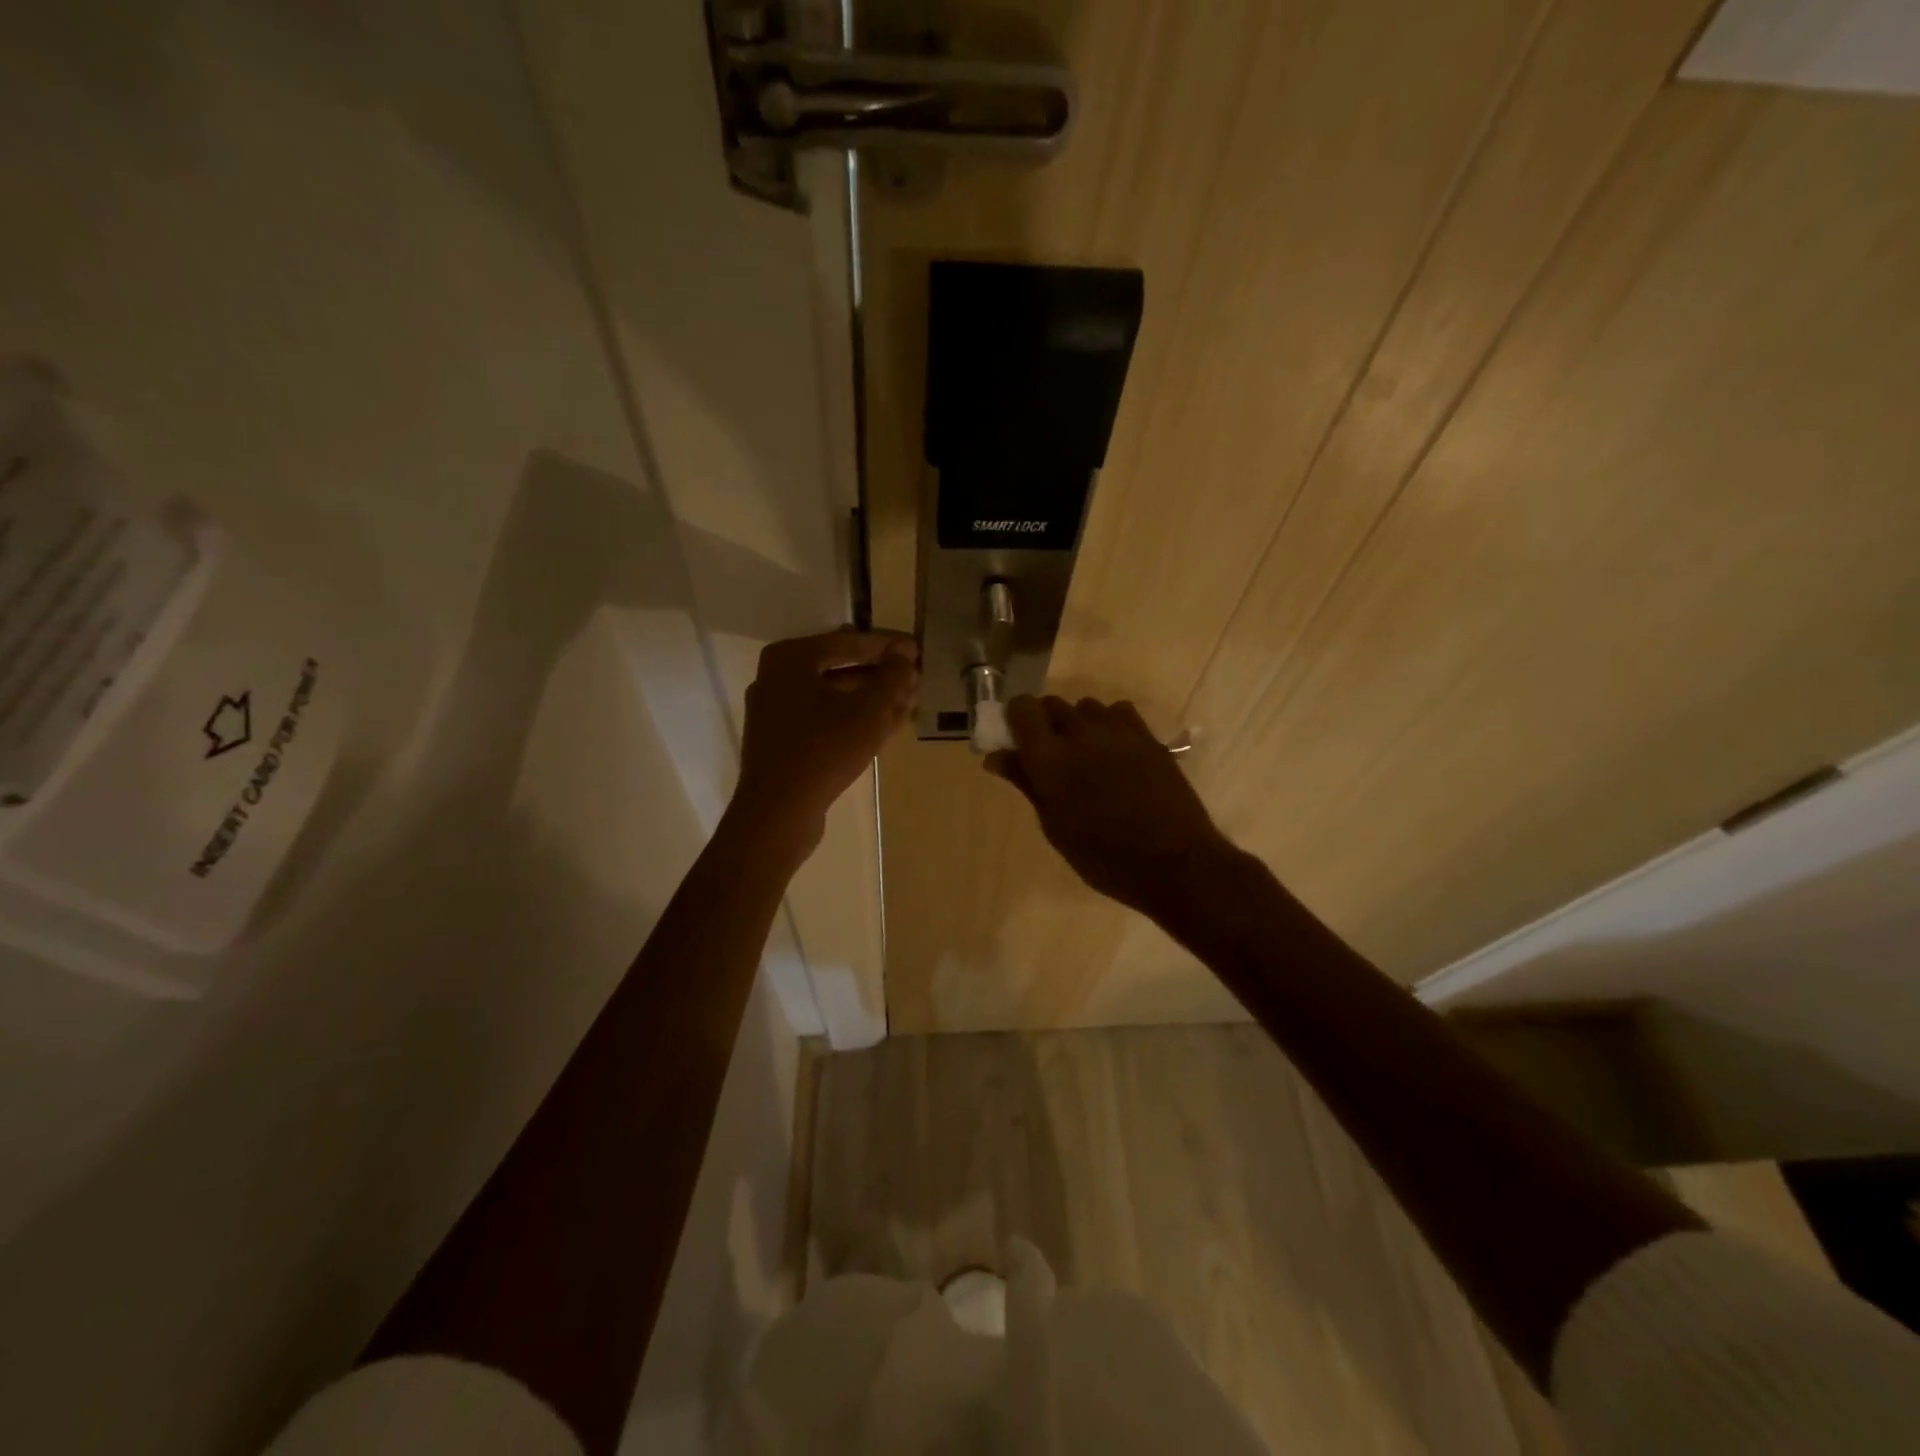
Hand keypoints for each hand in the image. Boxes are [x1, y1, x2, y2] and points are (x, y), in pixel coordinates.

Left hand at [730, 631, 918, 854]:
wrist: (778, 812)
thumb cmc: (824, 750)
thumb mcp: (870, 710)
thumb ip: (892, 676)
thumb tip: (904, 654)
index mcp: (791, 658)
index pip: (849, 641)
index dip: (888, 646)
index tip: (918, 651)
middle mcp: (776, 677)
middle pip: (840, 667)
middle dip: (881, 674)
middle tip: (915, 679)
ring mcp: (775, 711)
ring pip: (833, 696)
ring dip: (871, 698)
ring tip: (907, 704)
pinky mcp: (780, 741)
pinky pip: (823, 719)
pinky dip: (853, 719)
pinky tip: (884, 728)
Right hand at [986, 695, 1236, 920]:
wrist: (1174, 862)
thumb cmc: (1103, 857)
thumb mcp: (1055, 827)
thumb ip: (1026, 783)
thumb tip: (996, 757)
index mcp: (1049, 758)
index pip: (1022, 708)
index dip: (1015, 718)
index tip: (1016, 740)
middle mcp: (1080, 733)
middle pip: (1052, 704)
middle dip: (1044, 723)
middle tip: (1049, 755)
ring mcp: (1117, 731)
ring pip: (1085, 707)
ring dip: (1077, 723)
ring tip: (1085, 755)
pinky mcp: (1147, 736)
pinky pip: (1118, 712)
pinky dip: (1109, 723)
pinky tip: (1114, 751)